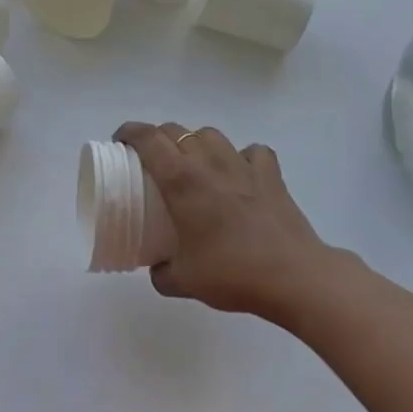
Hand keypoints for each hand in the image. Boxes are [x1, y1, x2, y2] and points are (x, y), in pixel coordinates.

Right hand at [116, 122, 332, 322]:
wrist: (292, 276)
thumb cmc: (232, 273)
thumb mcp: (183, 281)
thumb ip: (162, 272)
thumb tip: (157, 267)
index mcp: (181, 179)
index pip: (147, 138)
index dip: (129, 132)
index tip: (120, 142)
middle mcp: (208, 161)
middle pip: (175, 130)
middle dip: (158, 139)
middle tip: (152, 162)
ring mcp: (242, 163)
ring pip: (210, 134)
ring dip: (196, 143)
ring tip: (194, 166)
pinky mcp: (270, 174)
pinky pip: (251, 152)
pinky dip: (241, 157)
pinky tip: (239, 174)